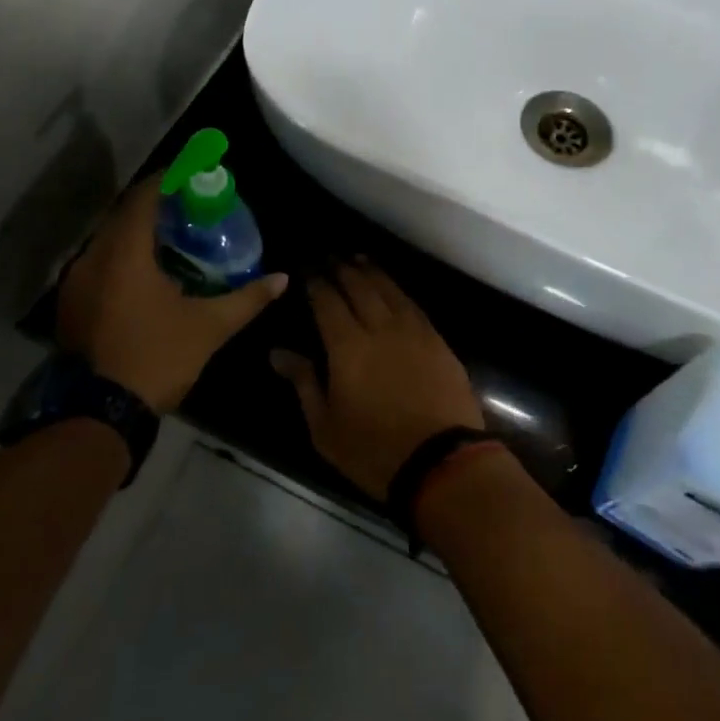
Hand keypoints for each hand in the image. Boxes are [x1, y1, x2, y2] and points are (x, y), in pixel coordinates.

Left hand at [57, 175, 287, 413]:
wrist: (98, 414)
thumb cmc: (156, 358)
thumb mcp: (208, 327)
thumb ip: (247, 299)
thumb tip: (281, 279)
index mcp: (125, 253)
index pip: (144, 197)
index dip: (167, 179)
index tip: (191, 173)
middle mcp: (94, 257)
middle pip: (124, 213)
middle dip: (154, 203)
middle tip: (187, 204)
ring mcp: (76, 282)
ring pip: (108, 239)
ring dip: (136, 230)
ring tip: (170, 235)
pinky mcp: (71, 304)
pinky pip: (98, 262)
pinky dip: (122, 254)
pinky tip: (144, 271)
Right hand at [270, 260, 484, 500]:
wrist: (442, 463)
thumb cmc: (374, 451)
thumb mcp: (325, 427)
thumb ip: (303, 382)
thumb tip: (277, 352)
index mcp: (348, 346)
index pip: (327, 301)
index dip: (316, 282)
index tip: (307, 268)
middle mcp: (380, 327)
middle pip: (359, 286)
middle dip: (342, 268)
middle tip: (330, 257)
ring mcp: (412, 331)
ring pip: (388, 289)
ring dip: (371, 271)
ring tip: (358, 259)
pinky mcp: (437, 341)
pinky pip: (412, 304)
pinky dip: (397, 290)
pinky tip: (392, 288)